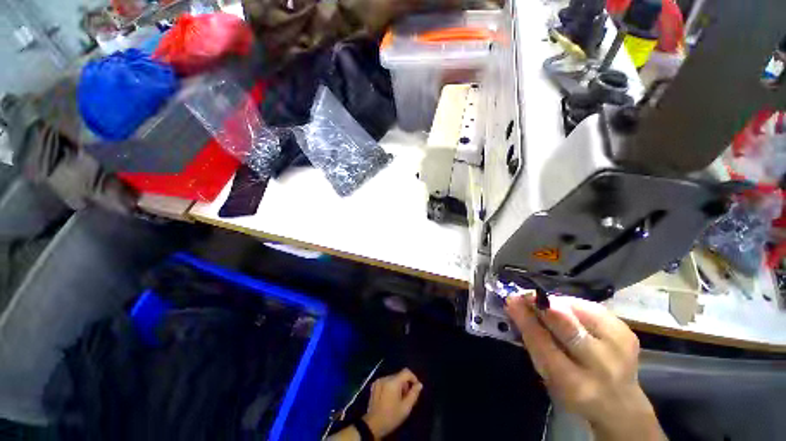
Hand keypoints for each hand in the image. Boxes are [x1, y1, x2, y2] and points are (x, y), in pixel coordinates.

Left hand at [363, 368, 422, 438]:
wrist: (372, 425)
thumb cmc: (391, 417)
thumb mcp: (405, 408)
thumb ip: (414, 394)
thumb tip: (419, 384)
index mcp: (393, 382)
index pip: (406, 372)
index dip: (413, 378)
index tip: (416, 388)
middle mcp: (385, 378)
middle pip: (399, 376)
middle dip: (405, 384)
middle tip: (406, 397)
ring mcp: (378, 381)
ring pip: (393, 378)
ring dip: (398, 386)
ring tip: (398, 399)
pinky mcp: (374, 385)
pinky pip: (386, 381)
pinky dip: (391, 387)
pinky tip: (390, 398)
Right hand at [506, 294, 664, 440]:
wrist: (620, 402)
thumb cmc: (573, 388)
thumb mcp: (548, 375)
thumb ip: (533, 342)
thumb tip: (515, 308)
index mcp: (576, 384)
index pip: (544, 344)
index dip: (526, 319)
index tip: (511, 300)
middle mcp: (602, 366)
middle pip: (568, 327)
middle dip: (544, 307)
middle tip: (526, 295)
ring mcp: (620, 347)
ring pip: (583, 313)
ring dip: (558, 303)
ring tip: (542, 301)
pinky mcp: (627, 333)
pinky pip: (595, 309)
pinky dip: (574, 305)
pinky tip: (565, 308)